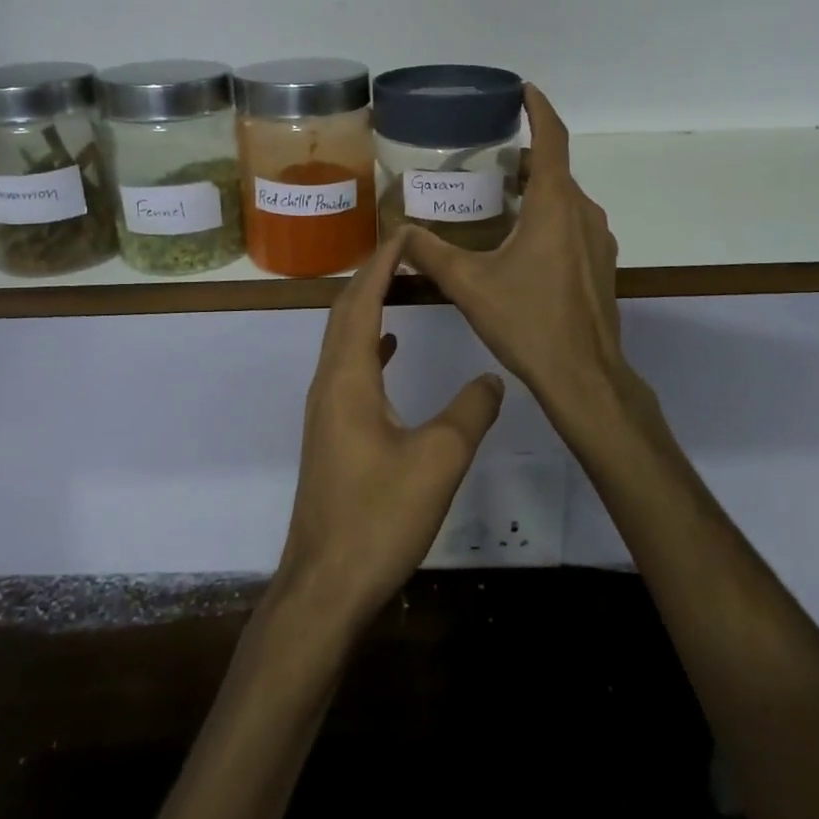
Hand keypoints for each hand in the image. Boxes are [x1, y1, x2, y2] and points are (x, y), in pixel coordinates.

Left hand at [274, 230, 505, 626]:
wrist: (325, 585)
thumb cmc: (378, 518)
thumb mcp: (439, 460)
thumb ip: (470, 411)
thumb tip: (492, 377)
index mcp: (347, 378)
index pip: (361, 302)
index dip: (381, 264)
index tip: (404, 233)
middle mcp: (329, 384)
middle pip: (345, 314)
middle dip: (371, 276)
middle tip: (405, 250)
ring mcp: (326, 410)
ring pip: (344, 341)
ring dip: (368, 307)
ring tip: (400, 284)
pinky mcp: (332, 433)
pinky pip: (349, 369)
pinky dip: (369, 345)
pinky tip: (390, 349)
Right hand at [400, 85, 630, 441]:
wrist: (583, 375)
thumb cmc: (528, 321)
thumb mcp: (469, 285)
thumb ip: (431, 254)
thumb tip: (399, 234)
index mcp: (554, 206)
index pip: (552, 139)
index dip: (539, 109)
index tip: (523, 90)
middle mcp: (583, 213)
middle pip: (555, 170)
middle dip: (525, 158)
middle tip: (487, 159)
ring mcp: (598, 240)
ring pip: (565, 199)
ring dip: (536, 190)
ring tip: (498, 199)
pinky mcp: (601, 264)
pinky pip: (573, 224)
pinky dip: (549, 217)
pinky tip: (521, 243)